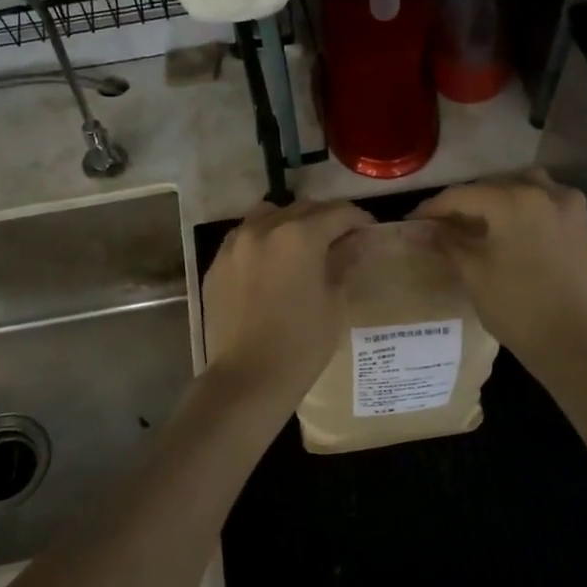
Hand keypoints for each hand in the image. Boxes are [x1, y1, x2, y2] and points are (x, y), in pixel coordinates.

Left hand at [200, 199, 372, 399]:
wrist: (248, 377)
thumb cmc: (301, 343)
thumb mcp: (333, 302)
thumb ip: (344, 262)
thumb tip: (357, 241)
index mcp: (299, 235)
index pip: (337, 213)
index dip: (358, 219)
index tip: (369, 230)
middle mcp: (264, 228)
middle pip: (302, 208)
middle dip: (325, 219)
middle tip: (341, 239)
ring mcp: (235, 244)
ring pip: (269, 215)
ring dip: (290, 222)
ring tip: (302, 245)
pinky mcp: (217, 263)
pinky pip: (245, 237)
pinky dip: (263, 240)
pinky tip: (272, 264)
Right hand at [412, 172, 586, 377]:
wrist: (573, 341)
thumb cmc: (516, 308)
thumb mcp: (473, 273)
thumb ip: (446, 242)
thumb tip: (418, 229)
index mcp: (513, 201)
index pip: (462, 195)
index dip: (433, 207)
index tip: (414, 221)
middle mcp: (543, 192)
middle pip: (493, 186)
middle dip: (465, 202)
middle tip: (441, 224)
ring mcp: (568, 205)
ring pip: (524, 186)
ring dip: (499, 197)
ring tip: (480, 220)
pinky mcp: (582, 223)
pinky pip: (548, 200)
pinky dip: (527, 205)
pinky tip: (513, 226)